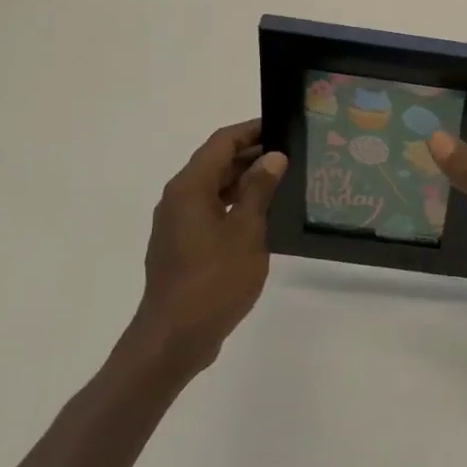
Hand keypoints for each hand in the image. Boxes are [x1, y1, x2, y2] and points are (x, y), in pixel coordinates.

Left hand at [132, 119, 286, 376]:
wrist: (173, 339)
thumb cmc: (213, 281)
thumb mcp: (246, 231)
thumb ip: (259, 190)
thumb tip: (273, 156)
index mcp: (189, 188)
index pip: (222, 142)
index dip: (252, 131)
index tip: (284, 126)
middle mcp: (178, 199)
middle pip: (216, 162)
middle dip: (253, 155)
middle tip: (293, 155)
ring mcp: (177, 224)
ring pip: (214, 188)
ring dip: (246, 181)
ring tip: (284, 183)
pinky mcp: (182, 246)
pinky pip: (211, 210)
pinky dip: (235, 204)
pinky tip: (263, 216)